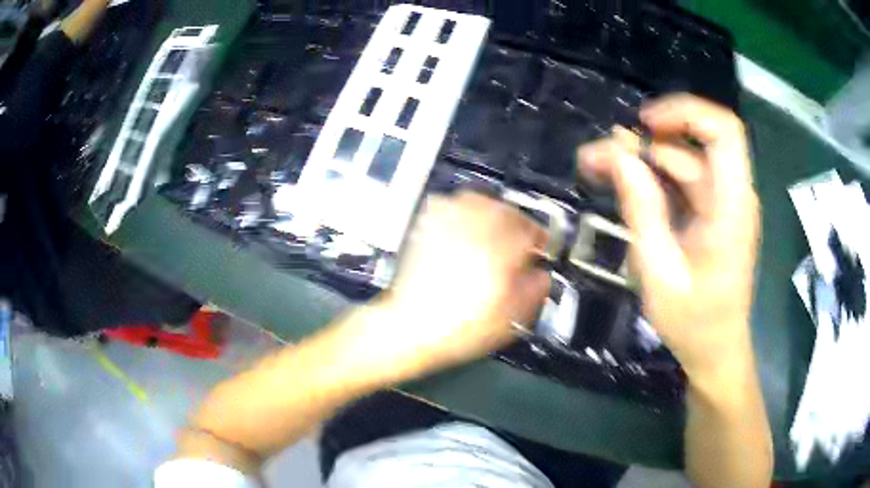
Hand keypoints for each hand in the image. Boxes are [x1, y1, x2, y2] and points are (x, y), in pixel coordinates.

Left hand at [376, 191, 550, 373]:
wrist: (413, 328)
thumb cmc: (462, 328)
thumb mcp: (510, 319)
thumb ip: (534, 291)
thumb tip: (542, 274)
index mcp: (500, 252)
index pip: (530, 230)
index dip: (540, 238)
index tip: (541, 248)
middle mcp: (475, 232)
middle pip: (506, 210)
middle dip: (519, 222)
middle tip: (521, 238)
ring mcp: (448, 228)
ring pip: (478, 200)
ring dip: (493, 210)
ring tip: (496, 228)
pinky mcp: (428, 229)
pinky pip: (448, 204)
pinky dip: (462, 208)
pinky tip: (465, 223)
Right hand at [576, 94, 759, 380]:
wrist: (715, 350)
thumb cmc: (694, 323)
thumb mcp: (660, 272)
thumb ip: (642, 210)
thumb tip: (619, 156)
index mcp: (732, 206)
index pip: (724, 131)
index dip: (686, 112)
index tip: (644, 124)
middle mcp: (732, 195)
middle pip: (696, 142)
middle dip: (648, 140)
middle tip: (599, 156)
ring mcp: (722, 204)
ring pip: (683, 160)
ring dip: (642, 159)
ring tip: (597, 170)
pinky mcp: (711, 214)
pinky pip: (682, 182)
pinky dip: (652, 179)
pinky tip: (623, 186)